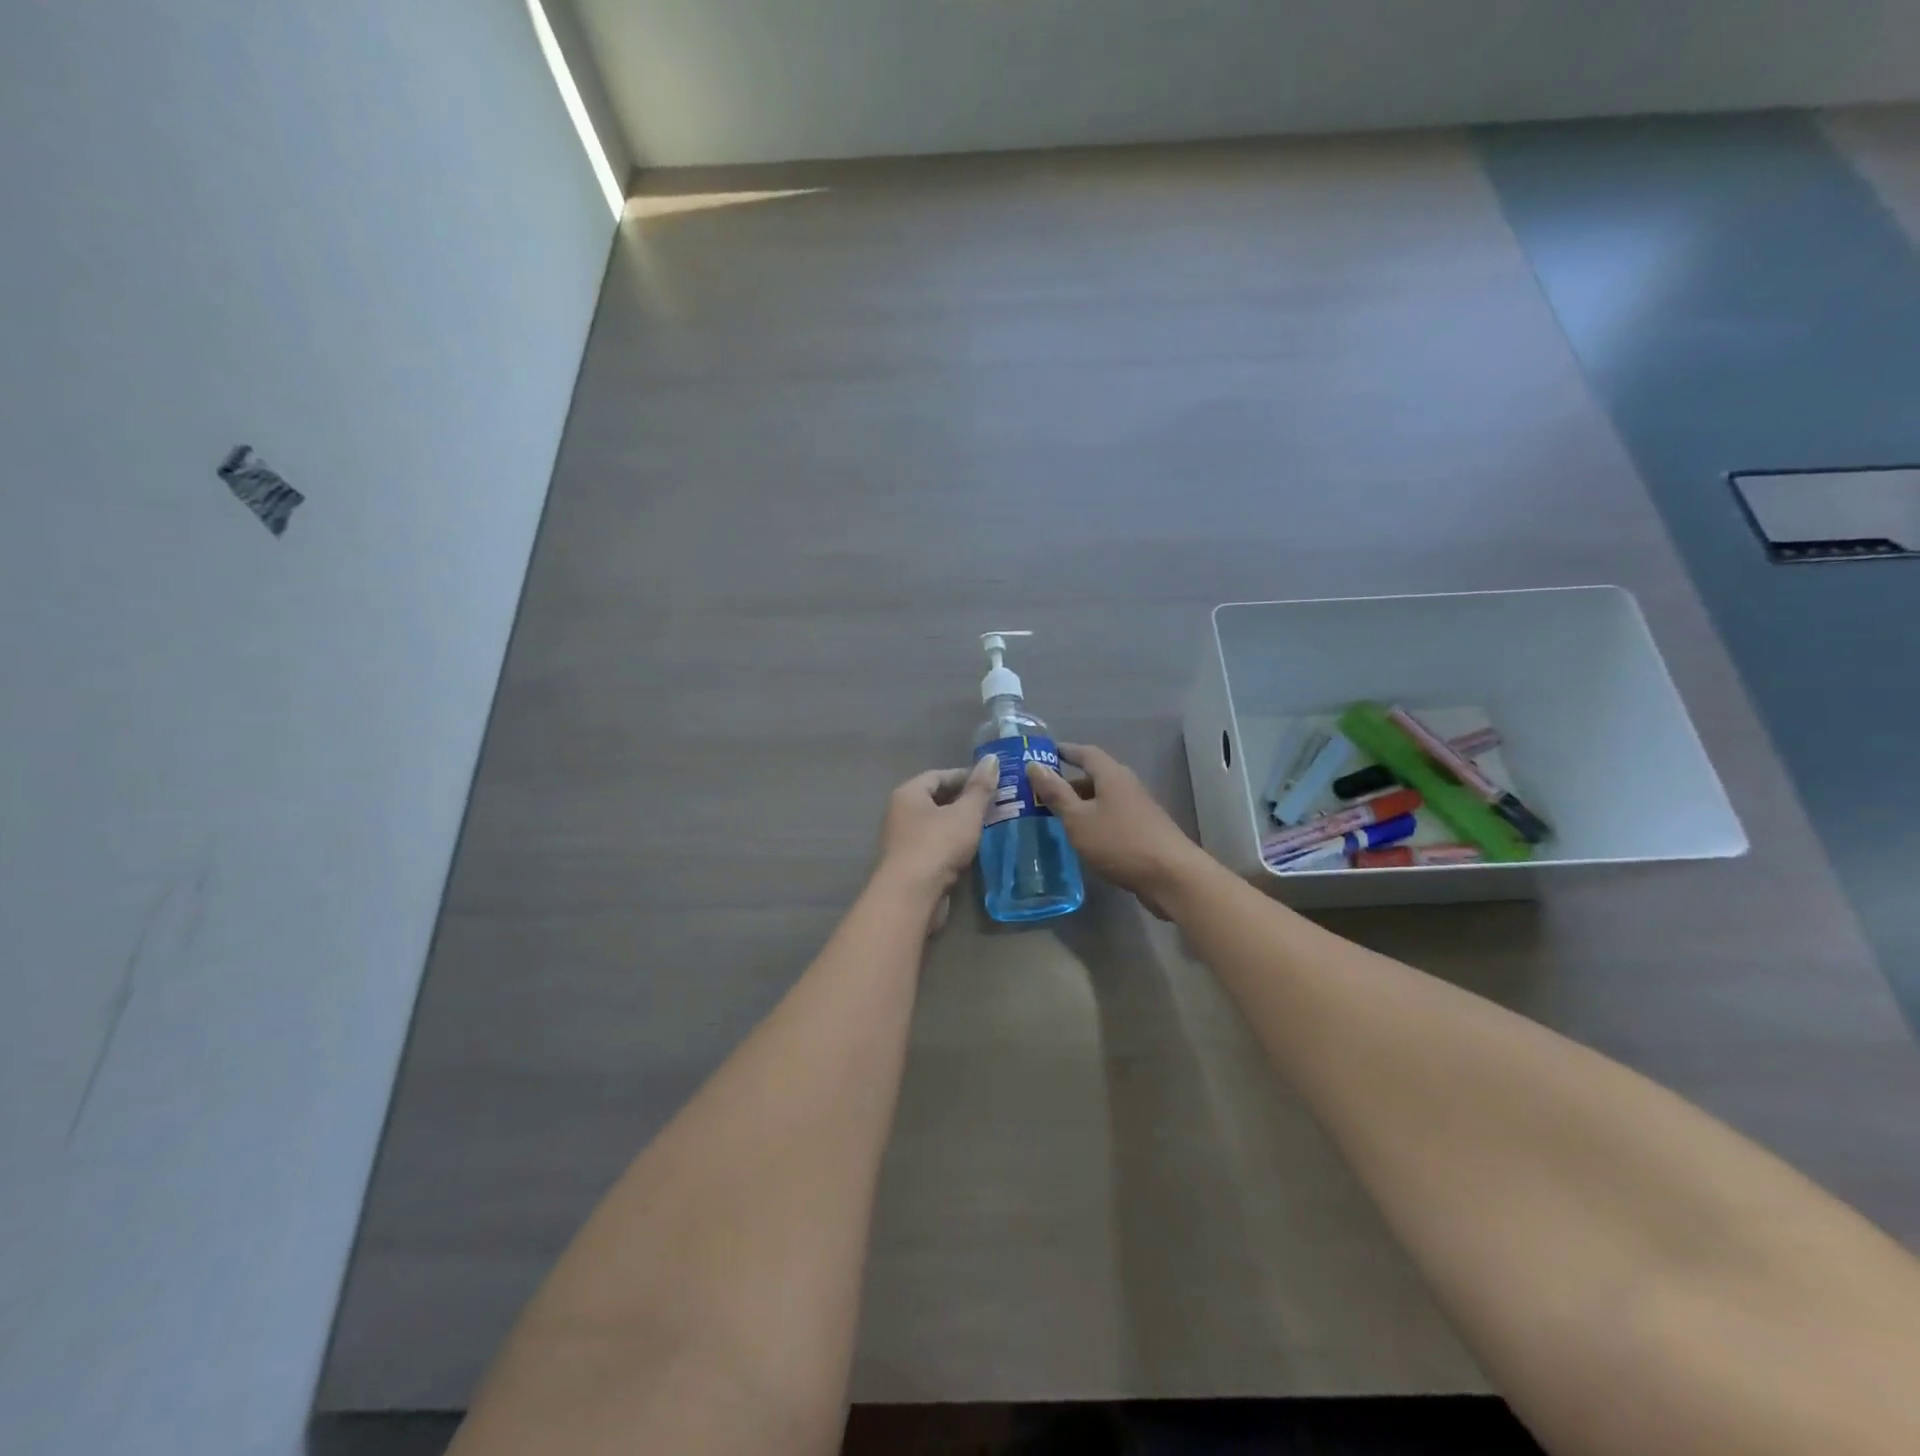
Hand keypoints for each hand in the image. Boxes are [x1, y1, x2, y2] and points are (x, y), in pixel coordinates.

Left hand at [876, 756, 999, 898]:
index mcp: (908, 794)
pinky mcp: (910, 865)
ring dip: (960, 824)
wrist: (911, 896)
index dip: (965, 775)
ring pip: (936, 825)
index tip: (991, 781)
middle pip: (935, 800)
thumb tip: (992, 758)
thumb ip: (980, 788)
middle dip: (964, 801)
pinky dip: (953, 845)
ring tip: (989, 825)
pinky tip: (974, 850)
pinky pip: (935, 846)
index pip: (938, 775)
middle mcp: (900, 813)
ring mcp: (903, 841)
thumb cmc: (937, 845)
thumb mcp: (966, 813)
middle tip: (994, 803)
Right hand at [1026, 743, 1206, 916]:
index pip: (1086, 753)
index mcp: (1112, 776)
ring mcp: (1139, 809)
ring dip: (1081, 804)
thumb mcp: (1079, 819)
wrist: (1171, 876)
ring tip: (1056, 817)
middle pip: (1095, 776)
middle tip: (1042, 793)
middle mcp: (1127, 786)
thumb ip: (1056, 793)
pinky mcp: (1144, 830)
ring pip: (1103, 799)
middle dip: (1069, 783)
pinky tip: (1083, 838)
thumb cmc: (1120, 842)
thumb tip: (1034, 765)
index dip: (1066, 751)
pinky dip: (1094, 820)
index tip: (1046, 752)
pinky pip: (1112, 816)